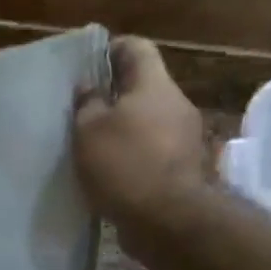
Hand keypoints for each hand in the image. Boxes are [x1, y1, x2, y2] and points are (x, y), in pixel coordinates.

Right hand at [74, 37, 210, 257]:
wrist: (169, 222)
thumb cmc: (125, 164)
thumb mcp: (89, 130)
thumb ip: (87, 104)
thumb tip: (90, 88)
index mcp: (155, 85)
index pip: (136, 48)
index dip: (110, 50)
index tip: (87, 67)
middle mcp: (177, 104)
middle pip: (145, 86)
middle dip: (115, 94)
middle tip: (84, 109)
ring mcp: (187, 138)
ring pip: (150, 120)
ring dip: (126, 127)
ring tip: (95, 143)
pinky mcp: (187, 168)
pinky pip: (156, 149)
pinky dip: (136, 154)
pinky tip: (113, 170)